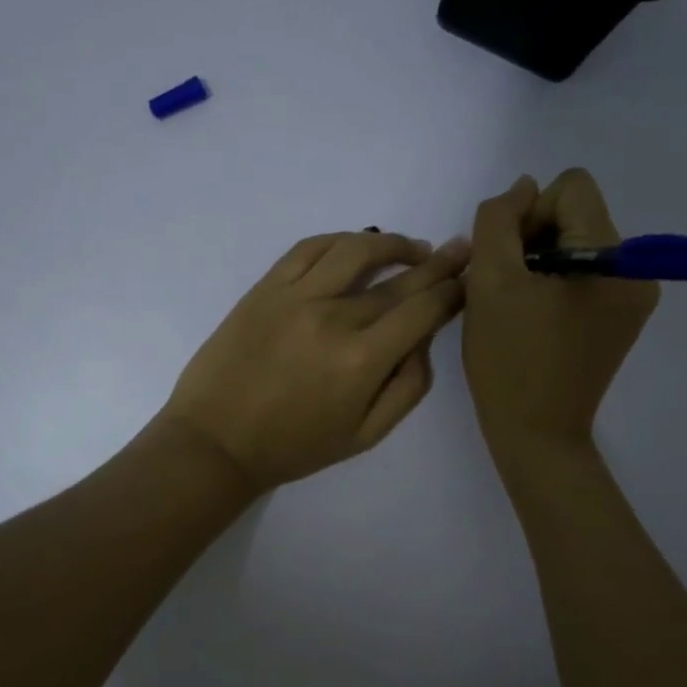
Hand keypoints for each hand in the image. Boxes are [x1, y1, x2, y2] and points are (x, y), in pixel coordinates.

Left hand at [154, 229, 470, 491]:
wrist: (216, 441)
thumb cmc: (294, 446)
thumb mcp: (366, 436)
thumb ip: (408, 387)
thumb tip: (424, 340)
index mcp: (363, 360)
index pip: (424, 308)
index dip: (454, 291)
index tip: (469, 281)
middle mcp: (335, 317)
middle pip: (399, 278)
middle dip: (438, 262)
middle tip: (461, 249)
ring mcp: (297, 295)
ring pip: (357, 249)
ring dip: (393, 243)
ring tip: (412, 247)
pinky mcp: (266, 287)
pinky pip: (310, 247)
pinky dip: (341, 240)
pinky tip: (357, 245)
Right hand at [463, 170, 658, 462]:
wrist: (535, 434)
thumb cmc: (509, 359)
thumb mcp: (490, 280)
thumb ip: (499, 219)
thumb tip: (524, 188)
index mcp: (614, 258)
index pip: (571, 189)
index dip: (528, 215)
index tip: (508, 262)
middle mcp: (637, 271)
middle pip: (576, 215)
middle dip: (534, 240)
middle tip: (507, 288)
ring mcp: (632, 298)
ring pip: (576, 244)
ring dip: (539, 263)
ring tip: (517, 306)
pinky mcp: (620, 320)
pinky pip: (584, 275)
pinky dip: (553, 285)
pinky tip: (533, 318)